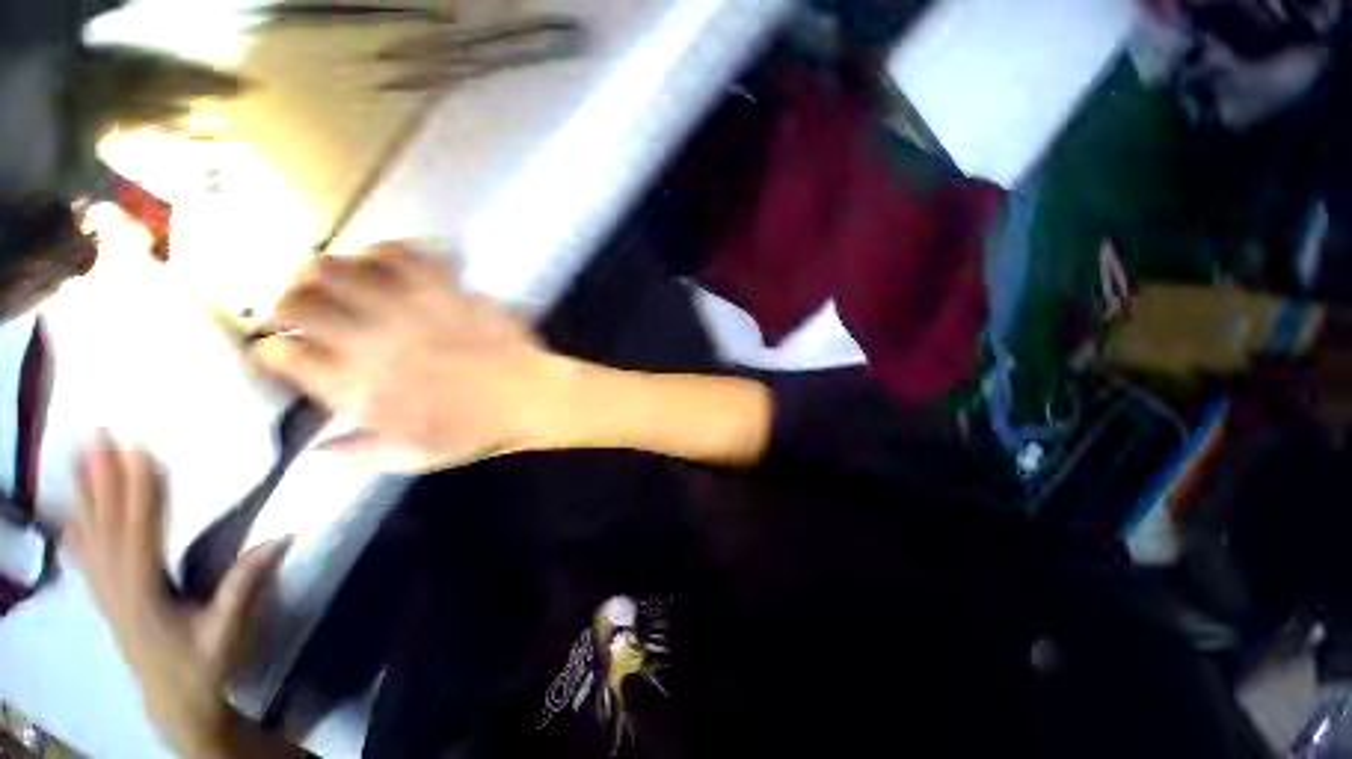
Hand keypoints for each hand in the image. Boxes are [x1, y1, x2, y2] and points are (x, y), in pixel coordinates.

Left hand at [66, 438, 288, 756]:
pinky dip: (77, 531)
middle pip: (105, 528)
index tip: (135, 452)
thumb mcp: (229, 632)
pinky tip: (71, 516)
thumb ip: (245, 586)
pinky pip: (86, 560)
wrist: (176, 701)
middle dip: (100, 480)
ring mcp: (105, 596)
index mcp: (144, 596)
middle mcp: (116, 591)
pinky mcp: (106, 601)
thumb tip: (281, 537)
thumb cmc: (207, 665)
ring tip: (78, 459)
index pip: (136, 533)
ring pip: (89, 538)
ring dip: (84, 496)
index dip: (135, 491)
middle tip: (96, 437)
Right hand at [253, 242, 577, 472]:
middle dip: (284, 300)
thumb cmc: (477, 432)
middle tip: (296, 307)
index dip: (272, 349)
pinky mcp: (443, 288)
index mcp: (356, 387)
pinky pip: (400, 253)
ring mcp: (407, 308)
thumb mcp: (414, 457)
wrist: (530, 397)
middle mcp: (370, 341)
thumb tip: (315, 449)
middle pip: (297, 301)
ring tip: (329, 279)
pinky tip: (380, 260)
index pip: (282, 354)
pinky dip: (380, 251)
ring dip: (322, 270)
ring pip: (336, 268)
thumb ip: (359, 453)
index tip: (280, 350)